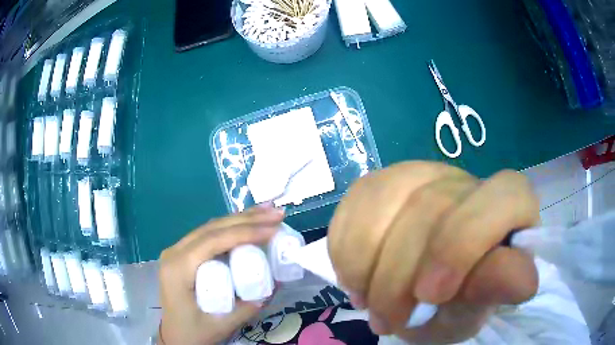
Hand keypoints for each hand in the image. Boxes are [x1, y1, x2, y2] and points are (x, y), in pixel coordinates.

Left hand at [158, 204, 283, 344]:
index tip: (273, 229)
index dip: (244, 232)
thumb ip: (249, 306)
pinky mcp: (183, 254)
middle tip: (277, 214)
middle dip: (247, 219)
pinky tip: (247, 223)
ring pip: (210, 227)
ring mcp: (177, 251)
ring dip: (240, 219)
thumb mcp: (222, 324)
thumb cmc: (194, 332)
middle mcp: (174, 252)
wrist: (174, 336)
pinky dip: (230, 227)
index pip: (213, 241)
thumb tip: (274, 282)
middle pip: (212, 228)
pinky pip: (208, 235)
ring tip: (268, 212)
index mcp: (178, 269)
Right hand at [328, 162, 539, 343]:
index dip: (465, 243)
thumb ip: (493, 291)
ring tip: (370, 304)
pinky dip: (347, 252)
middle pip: (431, 206)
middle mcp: (468, 181)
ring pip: (385, 200)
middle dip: (399, 279)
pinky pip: (355, 203)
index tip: (431, 295)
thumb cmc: (455, 304)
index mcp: (508, 208)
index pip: (503, 197)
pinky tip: (357, 279)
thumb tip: (526, 282)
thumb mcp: (472, 309)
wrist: (419, 293)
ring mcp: (422, 174)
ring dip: (368, 268)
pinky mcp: (382, 181)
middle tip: (388, 321)